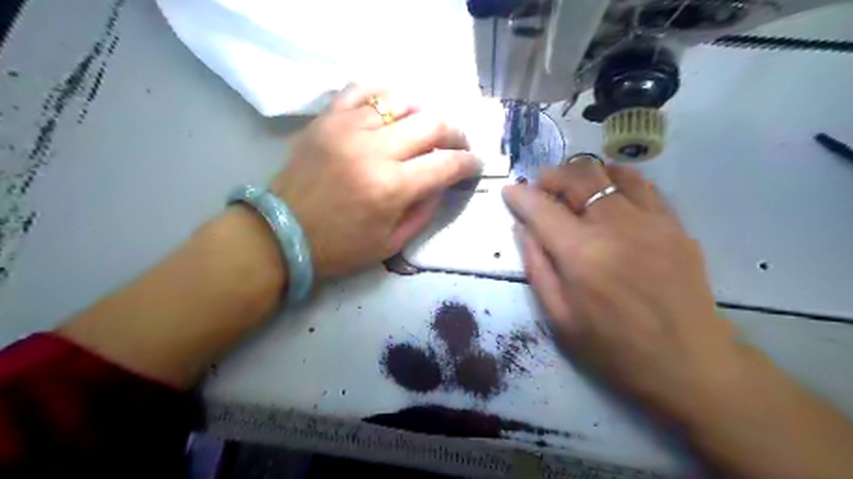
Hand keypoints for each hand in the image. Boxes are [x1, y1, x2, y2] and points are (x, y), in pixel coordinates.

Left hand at [269, 85, 479, 276]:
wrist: (282, 234)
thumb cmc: (340, 247)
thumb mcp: (392, 243)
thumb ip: (425, 210)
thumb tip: (444, 181)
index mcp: (391, 187)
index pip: (446, 163)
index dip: (469, 163)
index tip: (475, 165)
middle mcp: (374, 150)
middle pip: (432, 123)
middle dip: (456, 133)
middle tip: (457, 145)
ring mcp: (348, 128)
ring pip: (402, 101)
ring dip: (423, 114)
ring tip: (425, 129)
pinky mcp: (328, 119)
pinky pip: (363, 89)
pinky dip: (385, 94)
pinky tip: (392, 110)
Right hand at [505, 157, 747, 417]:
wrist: (688, 363)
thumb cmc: (613, 346)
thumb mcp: (559, 316)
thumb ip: (536, 266)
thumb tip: (522, 227)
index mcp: (581, 254)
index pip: (541, 208)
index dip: (520, 195)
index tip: (509, 190)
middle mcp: (615, 226)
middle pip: (577, 177)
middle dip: (551, 176)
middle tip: (541, 188)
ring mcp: (650, 221)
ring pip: (610, 172)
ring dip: (583, 174)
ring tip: (574, 189)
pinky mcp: (675, 225)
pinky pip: (643, 184)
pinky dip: (617, 179)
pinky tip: (610, 193)